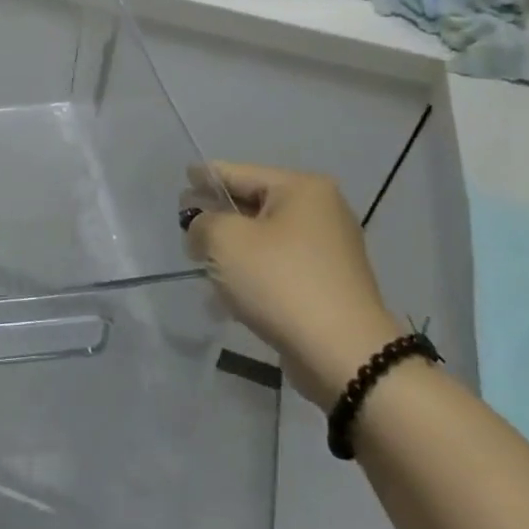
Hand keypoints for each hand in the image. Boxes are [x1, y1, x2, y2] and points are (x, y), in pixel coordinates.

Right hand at [186, 162, 404, 406]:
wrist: (344, 355)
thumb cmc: (281, 282)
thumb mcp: (225, 240)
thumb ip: (202, 222)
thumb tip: (202, 228)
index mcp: (302, 189)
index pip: (240, 173)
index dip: (207, 176)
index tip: (185, 177)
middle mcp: (321, 212)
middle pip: (254, 205)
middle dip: (218, 216)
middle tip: (186, 223)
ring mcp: (329, 251)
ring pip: (265, 239)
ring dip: (233, 250)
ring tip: (201, 262)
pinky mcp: (328, 285)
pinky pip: (279, 267)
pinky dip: (253, 273)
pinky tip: (227, 294)